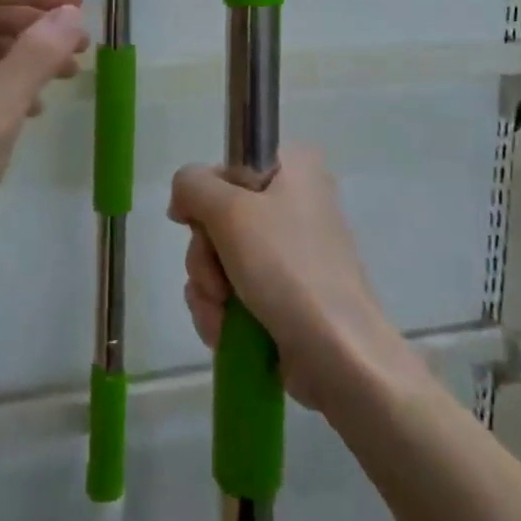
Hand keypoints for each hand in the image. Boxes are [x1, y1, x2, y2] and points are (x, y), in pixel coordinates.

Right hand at [169, 148, 421, 413]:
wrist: (339, 355)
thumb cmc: (287, 268)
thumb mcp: (231, 211)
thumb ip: (192, 186)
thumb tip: (182, 198)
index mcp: (295, 168)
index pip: (228, 166)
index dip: (205, 196)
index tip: (197, 224)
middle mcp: (295, 201)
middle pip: (220, 215)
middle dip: (206, 255)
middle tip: (217, 279)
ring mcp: (290, 251)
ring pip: (221, 256)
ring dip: (208, 287)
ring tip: (223, 313)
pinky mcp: (284, 293)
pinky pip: (234, 289)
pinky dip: (222, 310)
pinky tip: (225, 331)